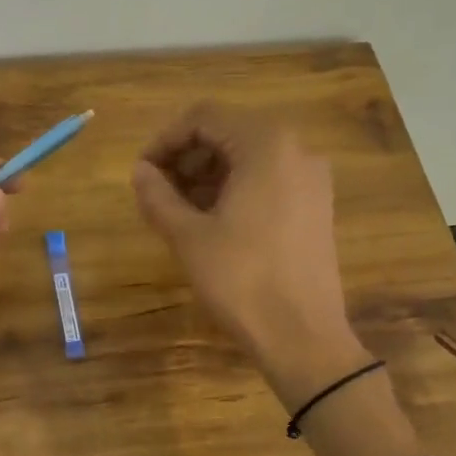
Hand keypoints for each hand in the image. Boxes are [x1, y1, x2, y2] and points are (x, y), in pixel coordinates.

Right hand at [132, 103, 370, 408]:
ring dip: (207, 173)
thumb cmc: (241, 280)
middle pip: (227, 132)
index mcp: (266, 144)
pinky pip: (267, 178)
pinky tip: (211, 221)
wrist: (303, 337)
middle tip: (156, 192)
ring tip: (177, 209)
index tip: (142, 173)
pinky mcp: (315, 205)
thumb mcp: (187, 236)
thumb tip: (140, 171)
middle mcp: (296, 149)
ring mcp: (311, 178)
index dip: (165, 140)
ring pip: (247, 156)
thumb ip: (157, 195)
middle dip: (186, 157)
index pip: (203, 117)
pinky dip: (234, 187)